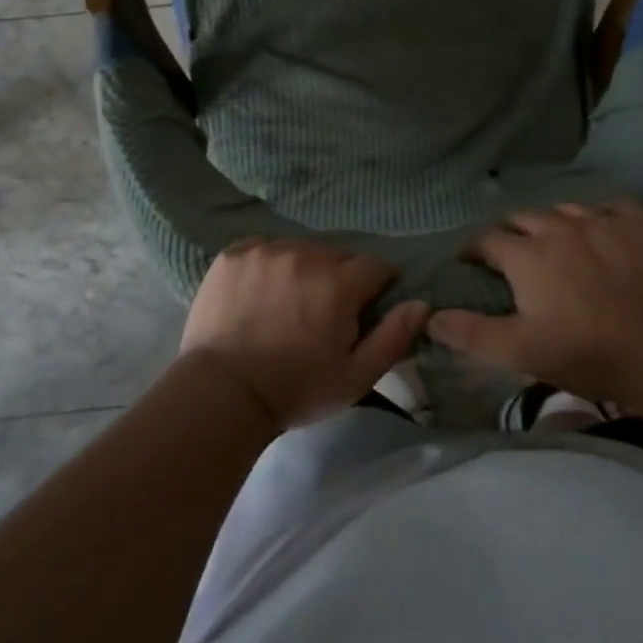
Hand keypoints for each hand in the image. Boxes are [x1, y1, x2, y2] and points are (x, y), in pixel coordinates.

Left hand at [180, 238, 428, 430]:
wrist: (220, 394)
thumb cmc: (295, 389)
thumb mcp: (355, 377)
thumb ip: (393, 337)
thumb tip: (422, 303)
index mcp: (338, 284)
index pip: (375, 267)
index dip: (376, 287)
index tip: (365, 310)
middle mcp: (304, 255)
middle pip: (337, 255)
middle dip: (340, 278)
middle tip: (324, 312)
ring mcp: (265, 250)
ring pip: (301, 249)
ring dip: (304, 268)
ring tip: (290, 301)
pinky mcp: (233, 253)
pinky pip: (265, 248)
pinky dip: (270, 264)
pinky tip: (261, 292)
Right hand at [429, 201, 642, 401]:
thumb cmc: (583, 352)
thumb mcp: (519, 351)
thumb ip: (471, 332)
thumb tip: (430, 316)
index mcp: (525, 254)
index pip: (486, 241)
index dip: (475, 252)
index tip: (473, 266)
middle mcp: (557, 225)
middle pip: (522, 218)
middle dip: (512, 234)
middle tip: (516, 259)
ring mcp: (599, 219)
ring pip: (564, 209)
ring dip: (554, 224)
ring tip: (559, 246)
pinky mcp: (636, 222)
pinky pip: (610, 207)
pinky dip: (601, 217)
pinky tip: (604, 234)